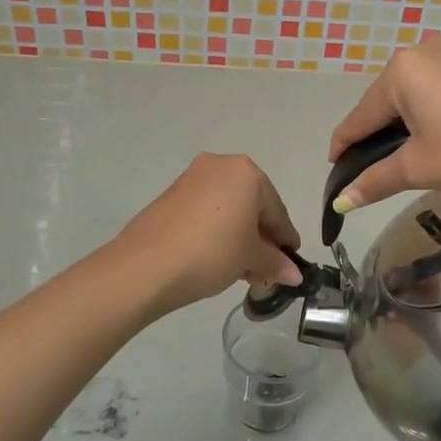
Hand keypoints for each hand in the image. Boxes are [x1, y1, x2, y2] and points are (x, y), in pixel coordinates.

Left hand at [116, 153, 304, 313]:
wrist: (146, 265)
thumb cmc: (212, 252)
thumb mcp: (250, 259)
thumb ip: (275, 262)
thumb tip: (294, 274)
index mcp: (247, 172)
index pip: (277, 210)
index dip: (285, 240)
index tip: (290, 264)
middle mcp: (220, 166)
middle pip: (252, 206)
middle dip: (260, 239)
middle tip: (264, 271)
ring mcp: (192, 178)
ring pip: (228, 209)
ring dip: (239, 237)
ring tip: (241, 271)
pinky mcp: (171, 195)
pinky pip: (206, 212)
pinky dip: (217, 232)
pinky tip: (217, 258)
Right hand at [329, 35, 440, 211]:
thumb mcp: (421, 169)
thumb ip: (375, 180)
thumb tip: (341, 202)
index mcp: (403, 70)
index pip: (361, 115)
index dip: (344, 145)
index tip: (335, 167)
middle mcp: (429, 46)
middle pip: (391, 97)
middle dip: (382, 130)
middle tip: (382, 165)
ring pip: (424, 88)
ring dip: (415, 117)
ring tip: (422, 150)